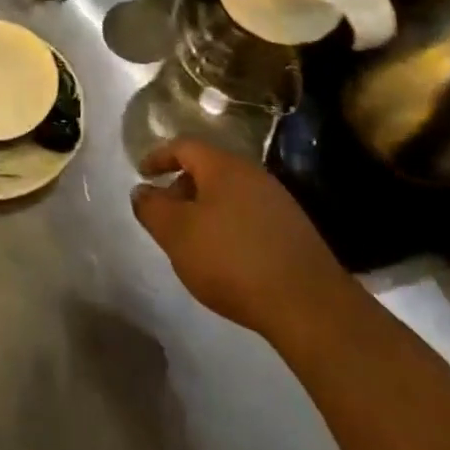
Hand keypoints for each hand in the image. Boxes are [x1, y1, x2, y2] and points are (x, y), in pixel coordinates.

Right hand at [131, 139, 341, 343]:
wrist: (307, 303)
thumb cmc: (231, 259)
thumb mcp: (177, 234)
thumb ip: (152, 209)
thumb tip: (142, 191)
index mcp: (223, 166)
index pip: (184, 146)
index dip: (159, 156)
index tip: (142, 173)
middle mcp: (253, 174)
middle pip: (209, 168)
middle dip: (182, 186)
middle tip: (166, 214)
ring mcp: (278, 201)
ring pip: (230, 193)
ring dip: (206, 208)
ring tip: (193, 240)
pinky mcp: (293, 230)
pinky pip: (249, 214)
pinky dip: (229, 225)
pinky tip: (226, 257)